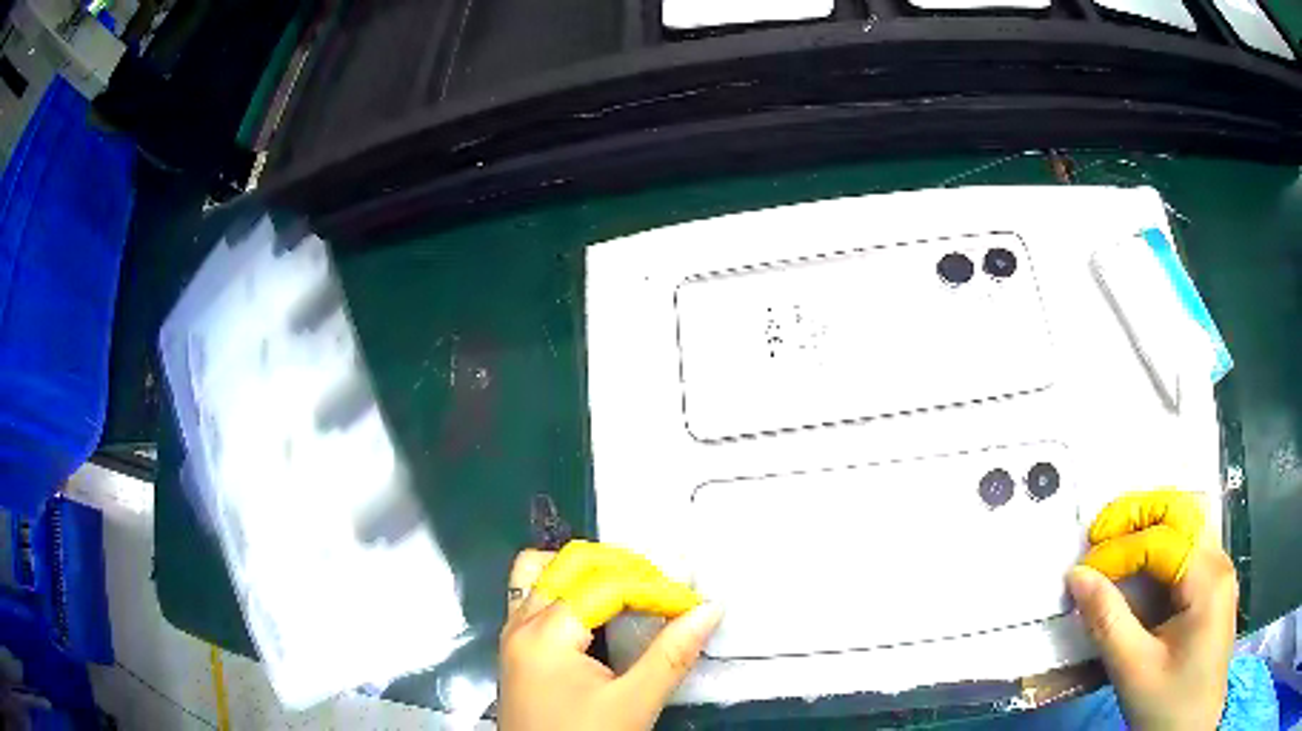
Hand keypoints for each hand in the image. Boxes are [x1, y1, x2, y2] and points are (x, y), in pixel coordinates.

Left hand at [499, 541, 722, 730]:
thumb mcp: (633, 704)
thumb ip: (671, 655)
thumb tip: (709, 609)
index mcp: (545, 634)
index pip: (606, 585)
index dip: (655, 589)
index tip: (693, 605)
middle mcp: (521, 623)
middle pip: (571, 563)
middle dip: (625, 567)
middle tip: (666, 591)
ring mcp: (513, 633)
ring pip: (545, 571)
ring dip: (592, 570)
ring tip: (633, 588)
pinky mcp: (516, 647)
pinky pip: (536, 594)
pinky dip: (569, 586)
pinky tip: (598, 606)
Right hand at [1068, 491, 1237, 730]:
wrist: (1194, 730)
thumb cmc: (1169, 706)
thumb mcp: (1135, 672)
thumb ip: (1108, 622)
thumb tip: (1077, 576)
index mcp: (1208, 579)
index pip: (1161, 540)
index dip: (1119, 550)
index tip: (1082, 573)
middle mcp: (1219, 563)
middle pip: (1183, 511)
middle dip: (1138, 514)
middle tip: (1099, 535)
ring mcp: (1220, 574)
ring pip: (1188, 526)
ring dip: (1150, 528)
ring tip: (1114, 548)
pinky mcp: (1214, 591)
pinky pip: (1189, 552)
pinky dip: (1162, 550)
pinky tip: (1141, 573)